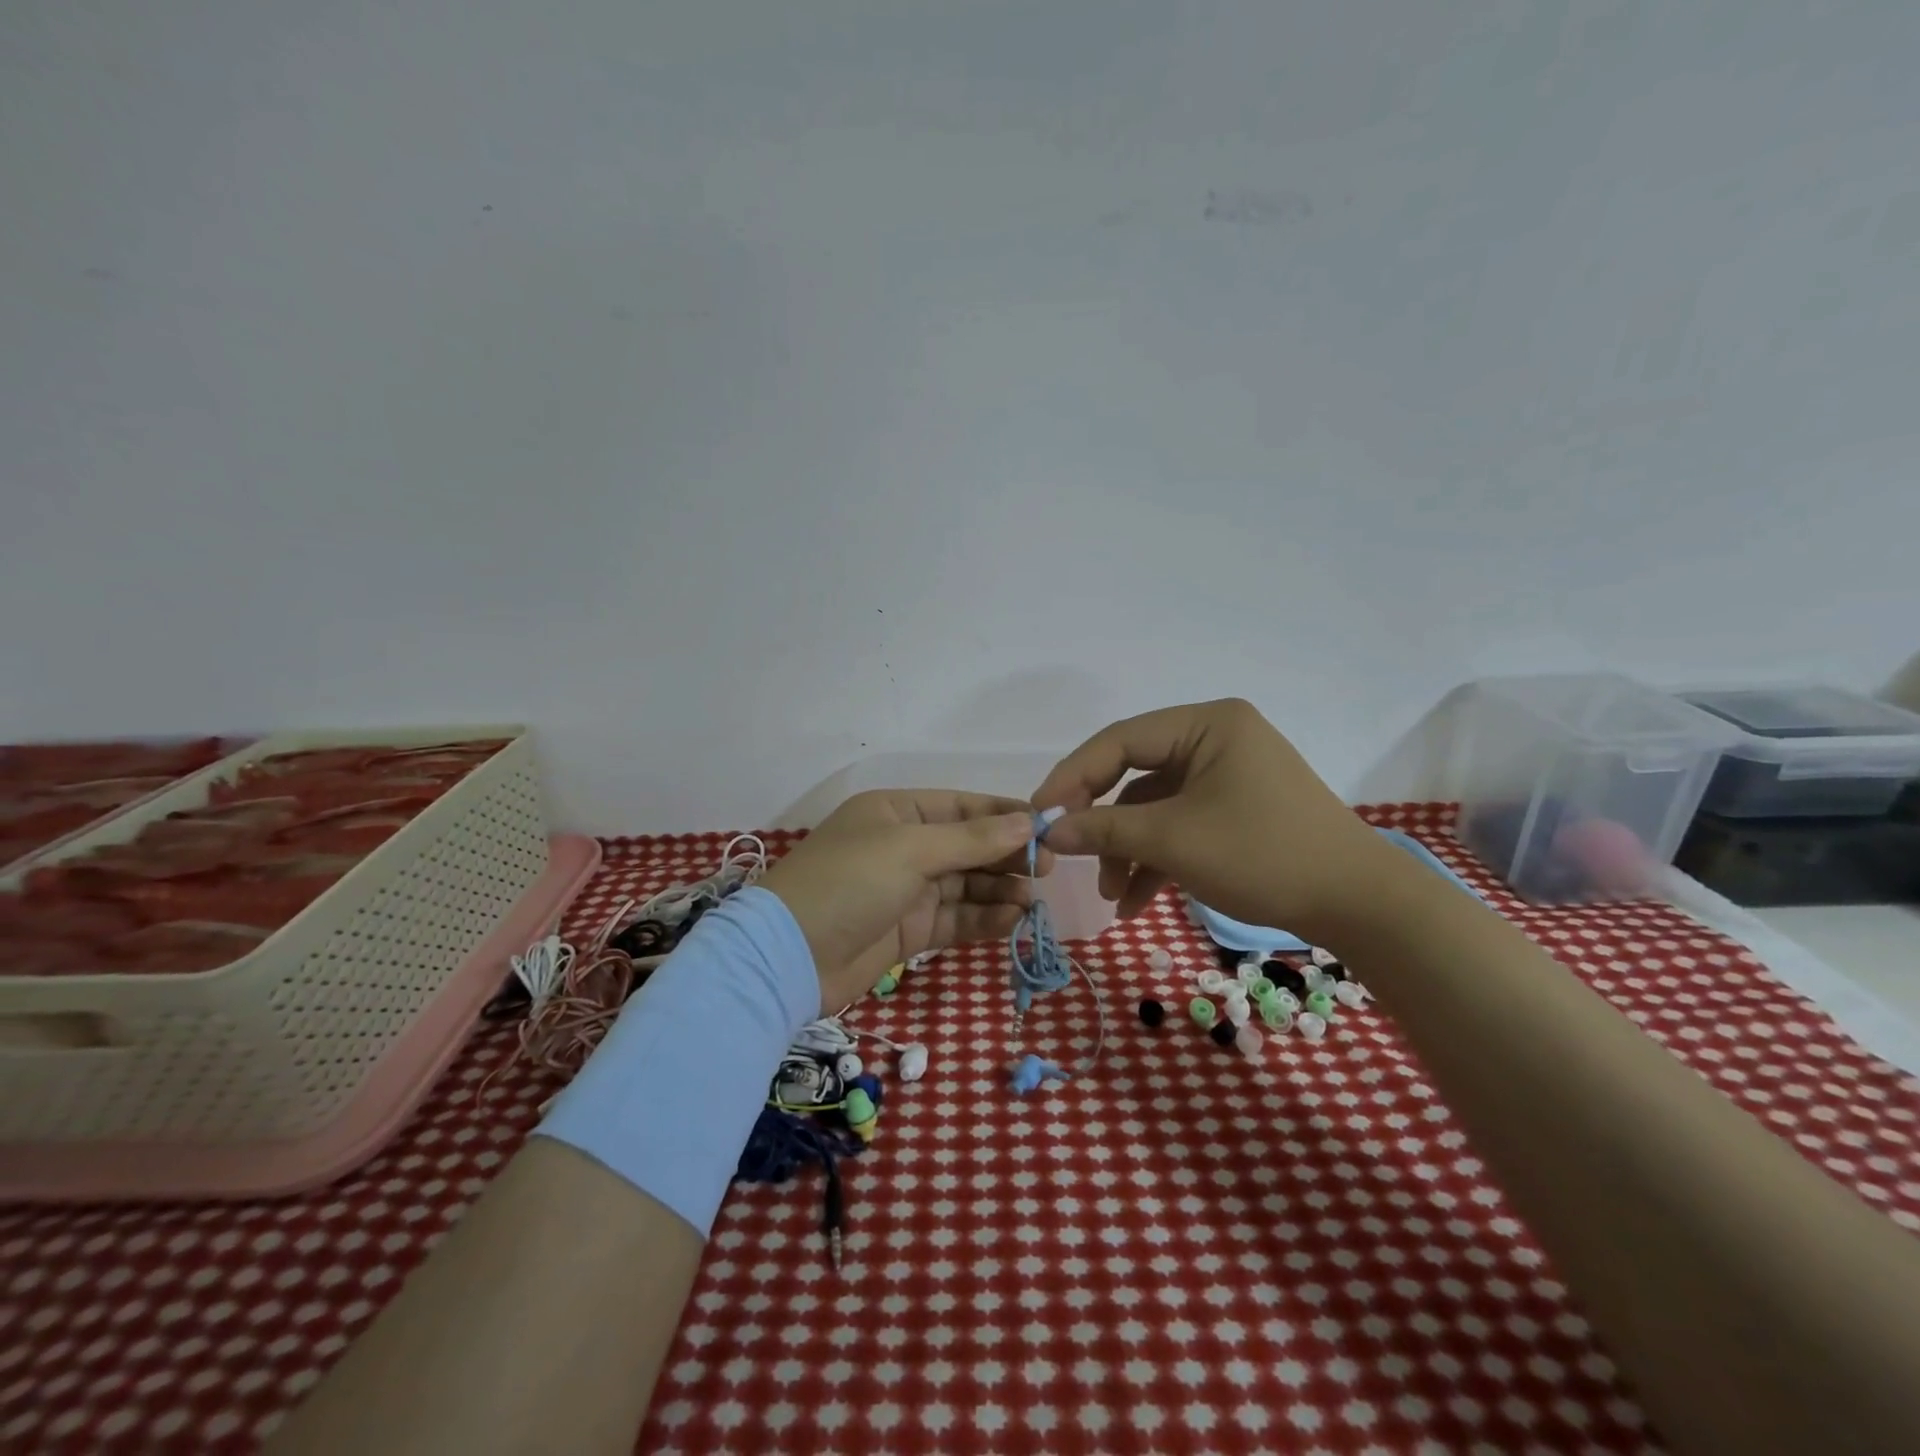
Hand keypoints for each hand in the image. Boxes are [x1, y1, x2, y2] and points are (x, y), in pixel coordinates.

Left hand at [759, 790, 1049, 1011]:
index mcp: (897, 813)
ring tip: (1033, 899)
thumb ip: (972, 839)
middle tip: (1049, 868)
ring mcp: (906, 890)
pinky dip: (984, 919)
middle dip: (1007, 856)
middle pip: (968, 846)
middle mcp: (904, 846)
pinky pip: (956, 918)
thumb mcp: (911, 850)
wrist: (790, 957)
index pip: (961, 806)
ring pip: (966, 884)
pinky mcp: (909, 930)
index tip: (1047, 826)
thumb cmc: (849, 883)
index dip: (1004, 814)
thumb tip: (1028, 821)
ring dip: (1000, 890)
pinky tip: (1013, 921)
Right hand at [1031, 698, 1395, 942]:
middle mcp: (1215, 739)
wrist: (1358, 905)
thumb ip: (1103, 829)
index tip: (1039, 813)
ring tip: (1111, 895)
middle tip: (1066, 851)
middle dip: (1102, 822)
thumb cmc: (1262, 854)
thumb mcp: (1173, 840)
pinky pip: (1180, 824)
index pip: (1120, 740)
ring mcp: (1226, 775)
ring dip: (1128, 850)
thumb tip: (1046, 832)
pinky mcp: (1234, 809)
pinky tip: (1135, 901)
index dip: (1073, 776)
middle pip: (1134, 774)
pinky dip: (1156, 858)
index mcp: (1206, 724)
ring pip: (1155, 807)